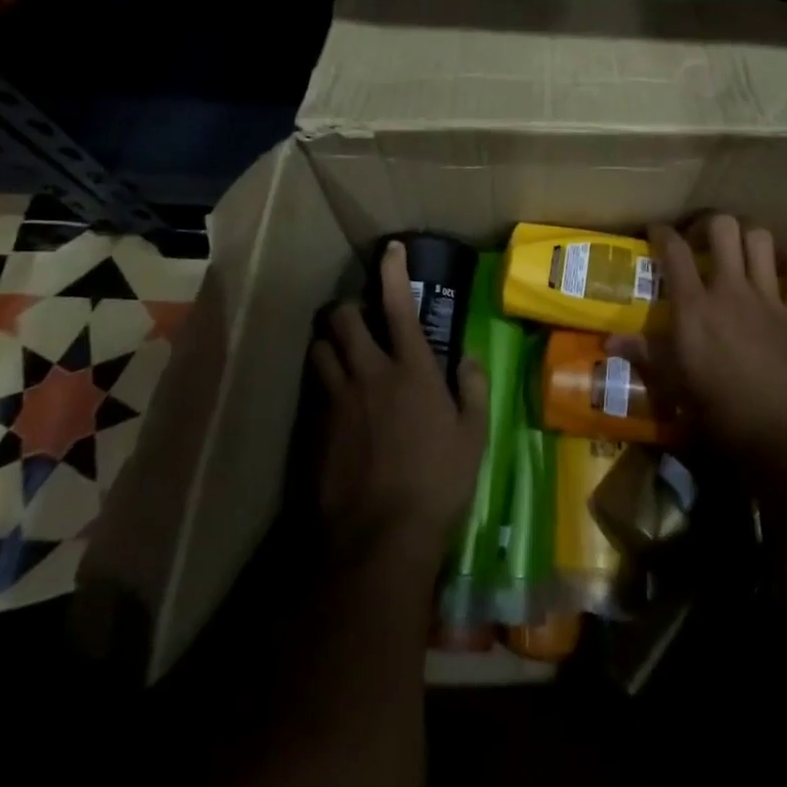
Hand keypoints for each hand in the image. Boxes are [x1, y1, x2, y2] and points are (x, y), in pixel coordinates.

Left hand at [308, 242, 489, 571]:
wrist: (377, 538)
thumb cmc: (437, 483)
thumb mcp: (473, 436)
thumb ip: (474, 389)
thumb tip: (468, 358)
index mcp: (411, 368)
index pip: (398, 304)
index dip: (393, 271)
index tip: (391, 249)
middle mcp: (369, 371)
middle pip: (343, 316)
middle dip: (349, 307)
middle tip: (362, 319)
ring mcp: (336, 398)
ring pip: (320, 345)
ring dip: (330, 340)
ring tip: (343, 352)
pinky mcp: (313, 426)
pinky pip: (313, 384)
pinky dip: (322, 376)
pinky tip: (334, 395)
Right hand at [642, 215, 786, 473]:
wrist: (783, 436)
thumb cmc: (719, 413)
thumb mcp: (673, 385)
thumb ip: (643, 354)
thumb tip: (608, 341)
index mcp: (694, 307)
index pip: (673, 250)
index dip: (661, 232)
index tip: (656, 231)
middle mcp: (730, 290)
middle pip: (723, 227)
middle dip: (709, 224)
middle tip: (701, 239)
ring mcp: (768, 298)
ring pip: (761, 239)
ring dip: (748, 237)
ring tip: (739, 249)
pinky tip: (782, 266)